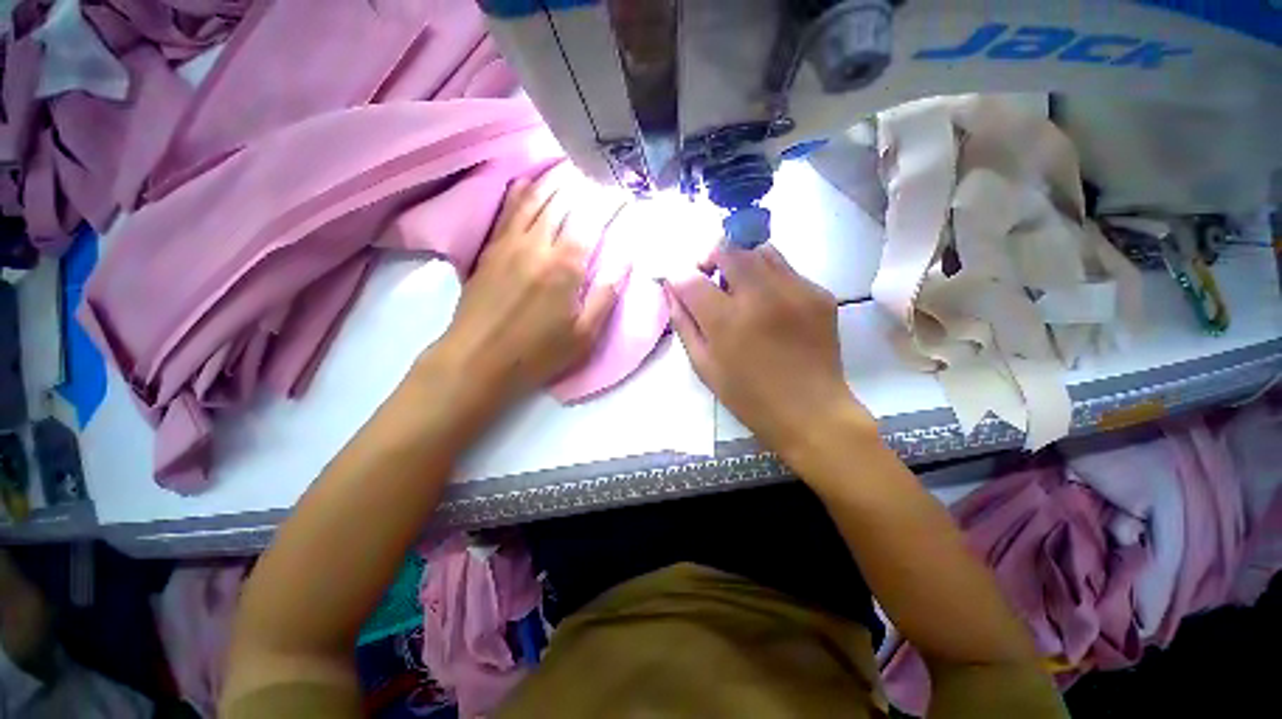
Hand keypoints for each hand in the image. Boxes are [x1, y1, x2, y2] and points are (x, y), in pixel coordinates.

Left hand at [432, 164, 625, 403]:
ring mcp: (510, 243)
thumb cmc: (537, 354)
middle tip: (599, 175)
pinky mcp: (490, 249)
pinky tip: (528, 180)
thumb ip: (606, 296)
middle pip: (563, 202)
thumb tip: (625, 261)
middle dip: (584, 185)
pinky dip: (521, 191)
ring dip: (555, 180)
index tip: (624, 195)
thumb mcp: (584, 336)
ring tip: (570, 167)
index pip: (592, 221)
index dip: (610, 204)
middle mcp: (538, 244)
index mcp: (566, 266)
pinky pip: (508, 210)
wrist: (477, 360)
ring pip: (535, 199)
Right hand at [664, 245, 874, 458]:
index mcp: (728, 321)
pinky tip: (770, 305)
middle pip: (728, 248)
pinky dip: (769, 277)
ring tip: (741, 289)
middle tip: (711, 279)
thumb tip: (672, 291)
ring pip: (760, 250)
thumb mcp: (704, 366)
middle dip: (711, 258)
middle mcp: (762, 296)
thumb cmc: (749, 396)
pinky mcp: (819, 293)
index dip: (679, 277)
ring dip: (742, 262)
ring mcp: (796, 290)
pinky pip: (786, 269)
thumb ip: (684, 324)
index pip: (692, 278)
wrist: (811, 411)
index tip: (679, 283)